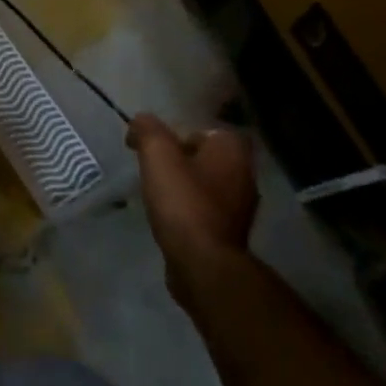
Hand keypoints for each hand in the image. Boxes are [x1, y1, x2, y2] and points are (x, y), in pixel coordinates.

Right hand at [127, 113, 256, 296]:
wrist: (204, 264)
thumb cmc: (183, 202)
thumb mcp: (158, 155)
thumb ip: (147, 130)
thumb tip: (140, 122)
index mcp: (233, 150)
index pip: (203, 130)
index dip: (176, 136)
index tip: (155, 150)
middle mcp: (245, 174)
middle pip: (205, 157)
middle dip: (180, 161)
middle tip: (154, 170)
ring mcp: (242, 207)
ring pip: (206, 185)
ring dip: (185, 187)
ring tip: (158, 196)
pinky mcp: (231, 234)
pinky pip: (207, 211)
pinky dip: (190, 211)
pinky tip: (170, 220)